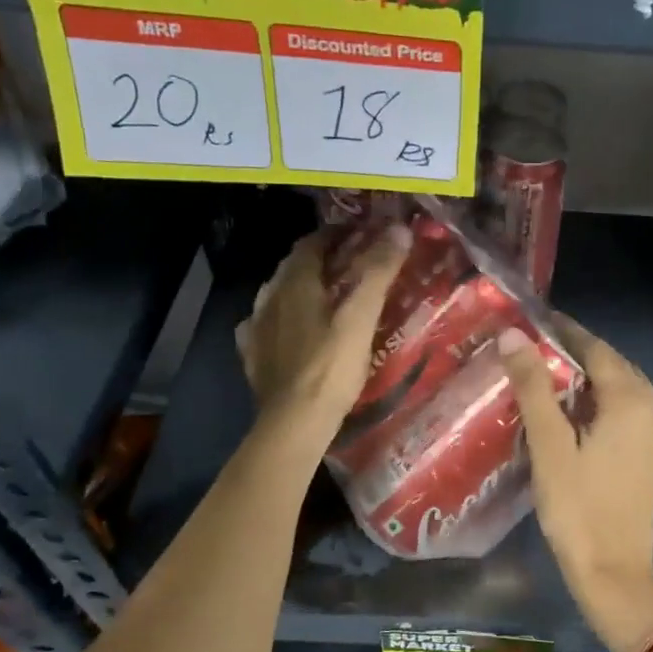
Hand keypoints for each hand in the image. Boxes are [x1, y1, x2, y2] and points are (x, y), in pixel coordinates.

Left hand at [237, 225, 410, 439]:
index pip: (312, 243)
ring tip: (324, 295)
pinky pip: (265, 325)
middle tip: (349, 262)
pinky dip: (282, 318)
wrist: (294, 423)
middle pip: (293, 267)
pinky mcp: (253, 356)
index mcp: (295, 284)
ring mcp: (256, 328)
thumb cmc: (331, 368)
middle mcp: (269, 298)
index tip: (360, 234)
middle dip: (319, 258)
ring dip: (299, 287)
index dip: (336, 234)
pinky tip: (291, 329)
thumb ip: (378, 272)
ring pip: (277, 294)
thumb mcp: (361, 318)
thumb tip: (398, 228)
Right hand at [497, 318, 652, 651]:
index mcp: (631, 400)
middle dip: (574, 353)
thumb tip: (513, 334)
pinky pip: (623, 414)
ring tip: (543, 375)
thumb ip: (533, 386)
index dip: (564, 330)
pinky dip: (596, 403)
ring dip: (585, 379)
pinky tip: (568, 412)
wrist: (613, 573)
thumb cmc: (577, 507)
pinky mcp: (649, 456)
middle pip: (611, 366)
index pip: (595, 348)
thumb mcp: (549, 444)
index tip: (532, 319)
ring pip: (618, 390)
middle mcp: (652, 409)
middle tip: (532, 346)